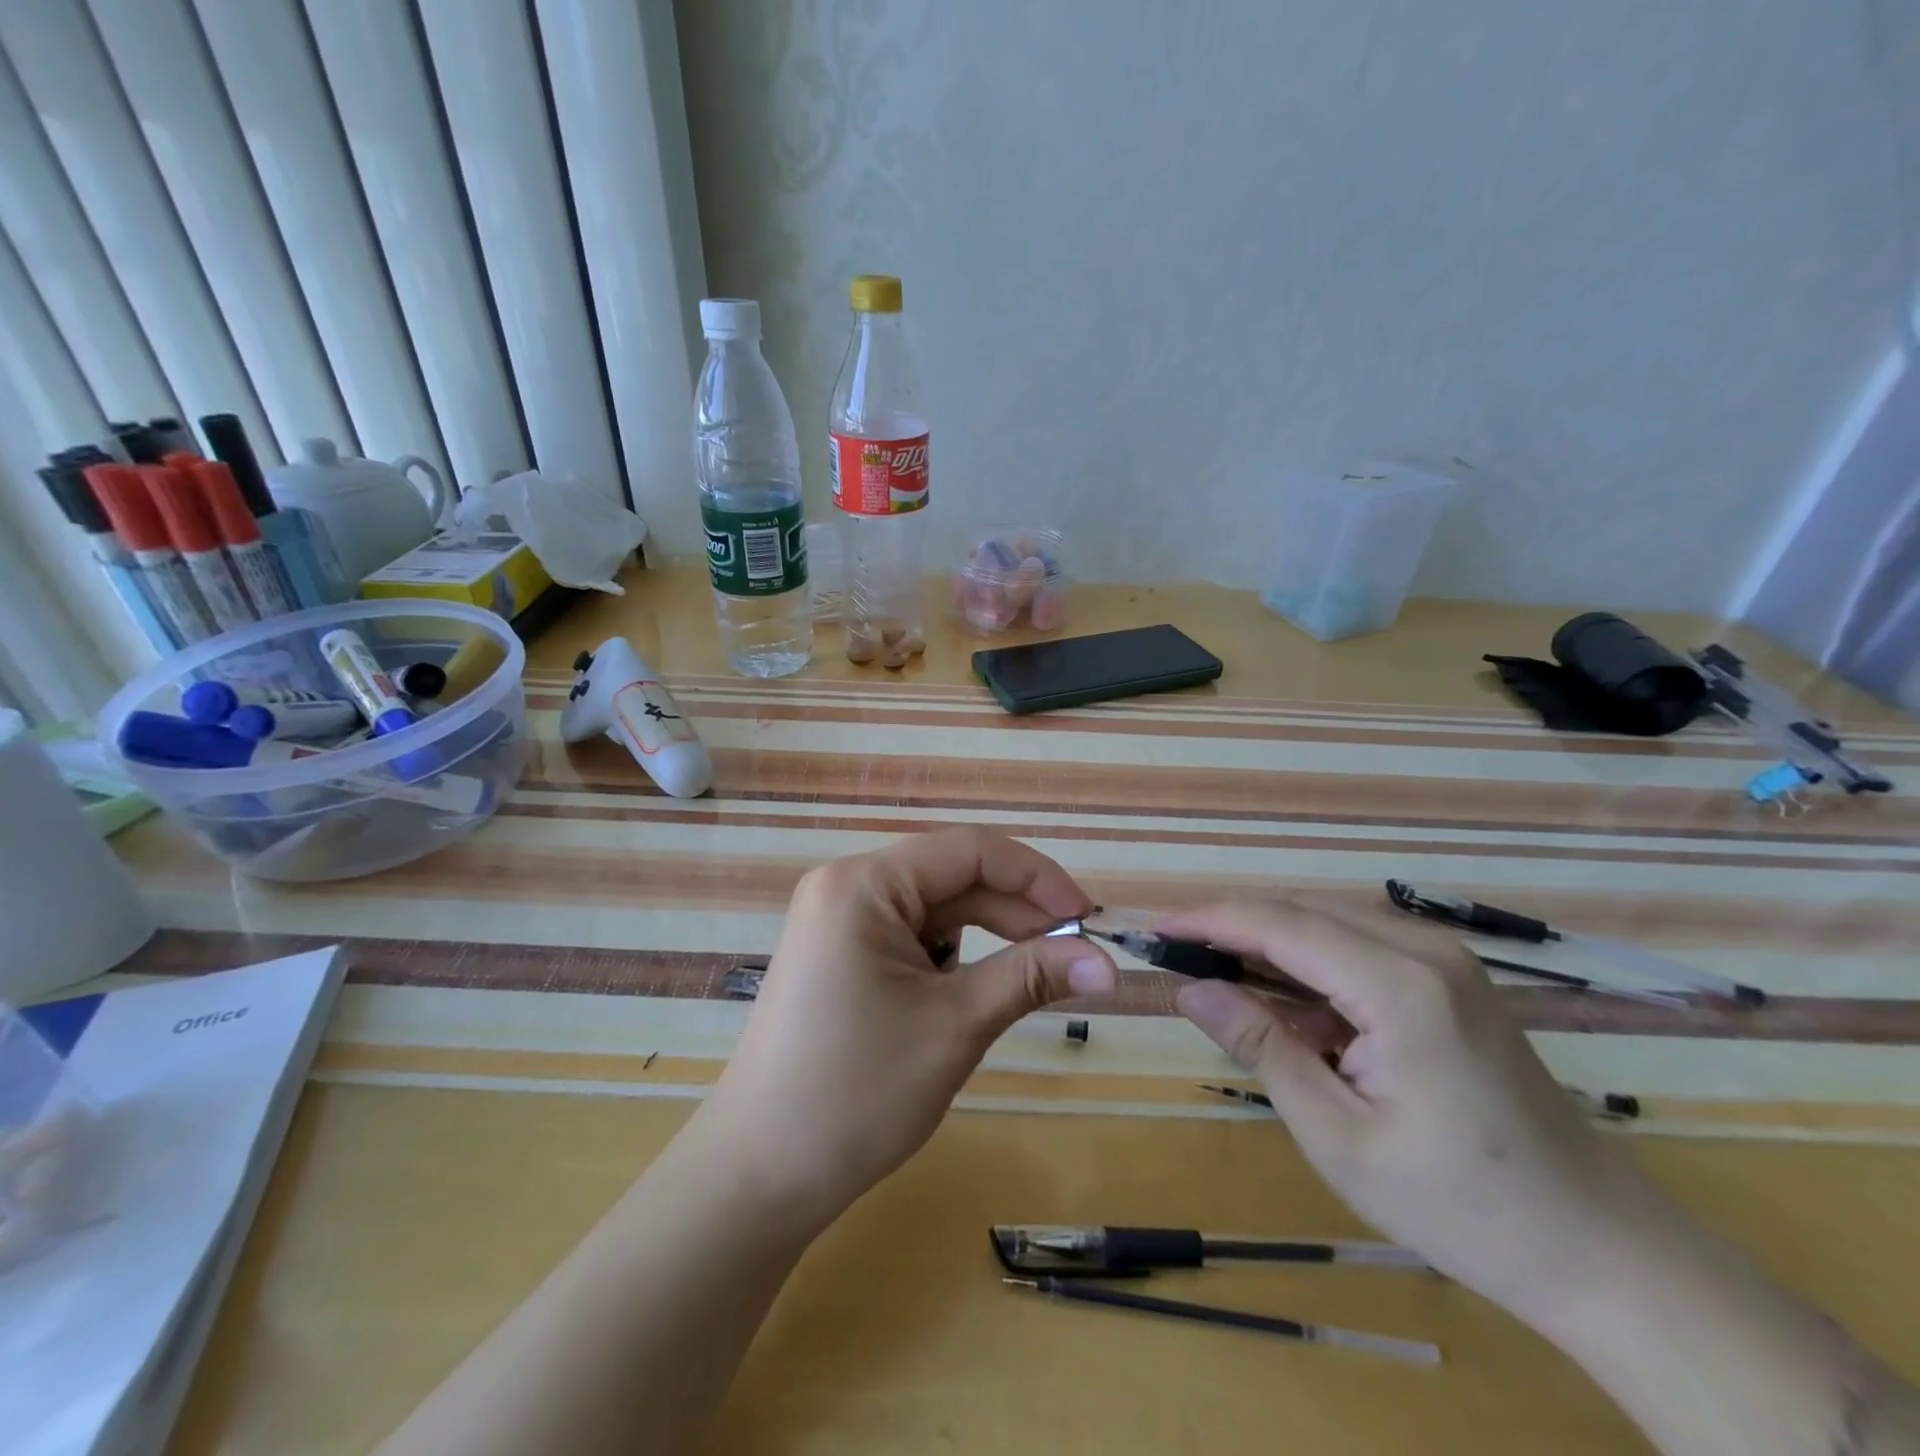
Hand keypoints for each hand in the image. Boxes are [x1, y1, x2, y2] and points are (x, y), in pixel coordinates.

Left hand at [703, 828, 1116, 1228]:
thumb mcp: (956, 1026)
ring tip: (1039, 972)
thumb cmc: (857, 1093)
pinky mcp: (841, 955)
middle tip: (1078, 953)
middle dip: (1018, 911)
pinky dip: (955, 955)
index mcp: (864, 884)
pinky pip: (912, 935)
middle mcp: (847, 886)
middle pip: (953, 877)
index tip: (1088, 917)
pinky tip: (978, 988)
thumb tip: (1108, 961)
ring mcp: (839, 920)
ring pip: (936, 908)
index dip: (1037, 876)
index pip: (969, 850)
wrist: (760, 1175)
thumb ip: (1032, 976)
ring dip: (991, 934)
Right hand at [1166, 898, 1671, 1328]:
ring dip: (1264, 947)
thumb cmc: (1460, 1204)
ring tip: (1210, 976)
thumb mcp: (1338, 1134)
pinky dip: (1305, 969)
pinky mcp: (1447, 978)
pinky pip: (1355, 951)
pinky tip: (1280, 1005)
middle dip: (1229, 929)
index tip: (1151, 928)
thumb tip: (1192, 987)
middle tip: (1170, 955)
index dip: (1208, 920)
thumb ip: (1261, 1047)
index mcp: (1401, 985)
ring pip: (1324, 926)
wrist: (1598, 1247)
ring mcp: (1442, 960)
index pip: (1280, 924)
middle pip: (1300, 913)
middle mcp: (1423, 950)